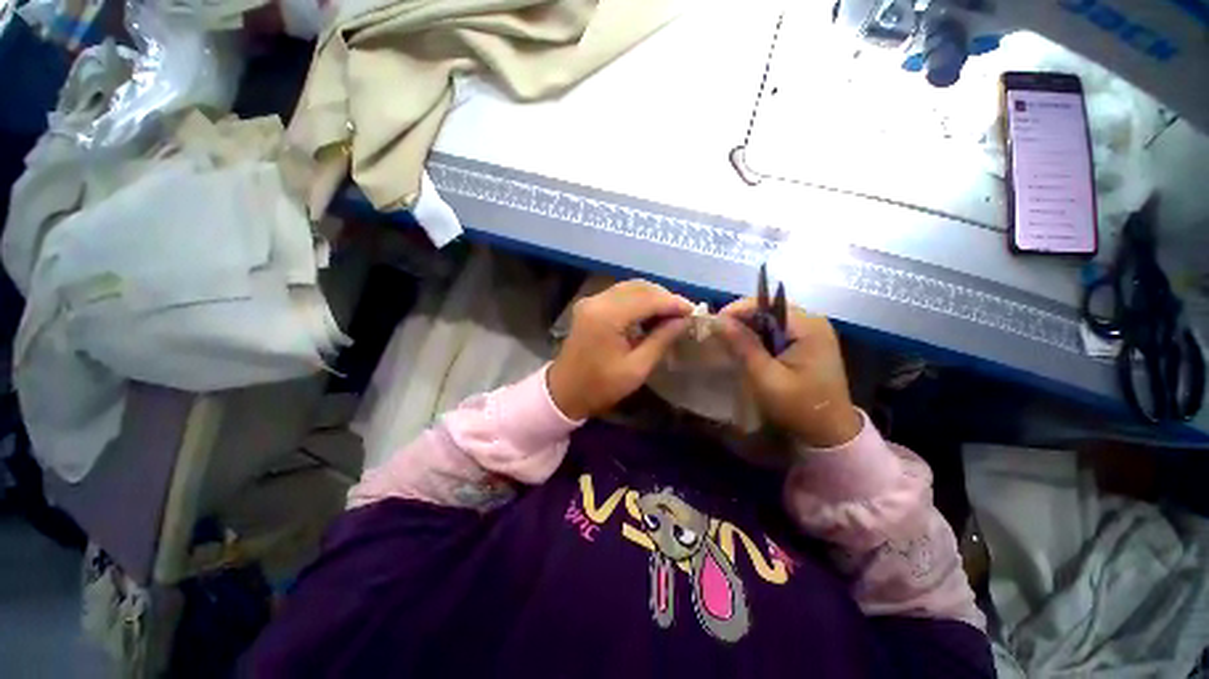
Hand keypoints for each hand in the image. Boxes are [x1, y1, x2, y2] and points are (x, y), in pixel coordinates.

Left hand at [548, 280, 694, 419]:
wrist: (564, 392)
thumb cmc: (601, 386)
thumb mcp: (637, 368)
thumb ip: (661, 339)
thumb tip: (683, 320)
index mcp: (607, 316)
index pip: (648, 299)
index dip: (673, 303)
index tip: (693, 311)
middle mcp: (597, 301)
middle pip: (639, 287)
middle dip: (664, 297)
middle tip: (683, 314)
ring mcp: (591, 301)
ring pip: (630, 287)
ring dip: (652, 297)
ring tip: (670, 314)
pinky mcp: (589, 305)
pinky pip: (619, 294)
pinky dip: (638, 300)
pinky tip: (649, 314)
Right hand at [717, 298, 861, 447]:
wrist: (830, 433)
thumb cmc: (798, 406)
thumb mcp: (765, 377)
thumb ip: (743, 346)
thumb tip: (718, 320)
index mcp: (808, 326)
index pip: (766, 303)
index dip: (737, 310)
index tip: (714, 324)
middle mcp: (814, 322)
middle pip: (769, 308)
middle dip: (741, 318)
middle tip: (718, 333)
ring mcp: (813, 332)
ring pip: (772, 319)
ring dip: (749, 328)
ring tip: (727, 339)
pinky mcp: (809, 344)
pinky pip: (778, 331)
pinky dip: (760, 336)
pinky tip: (746, 348)